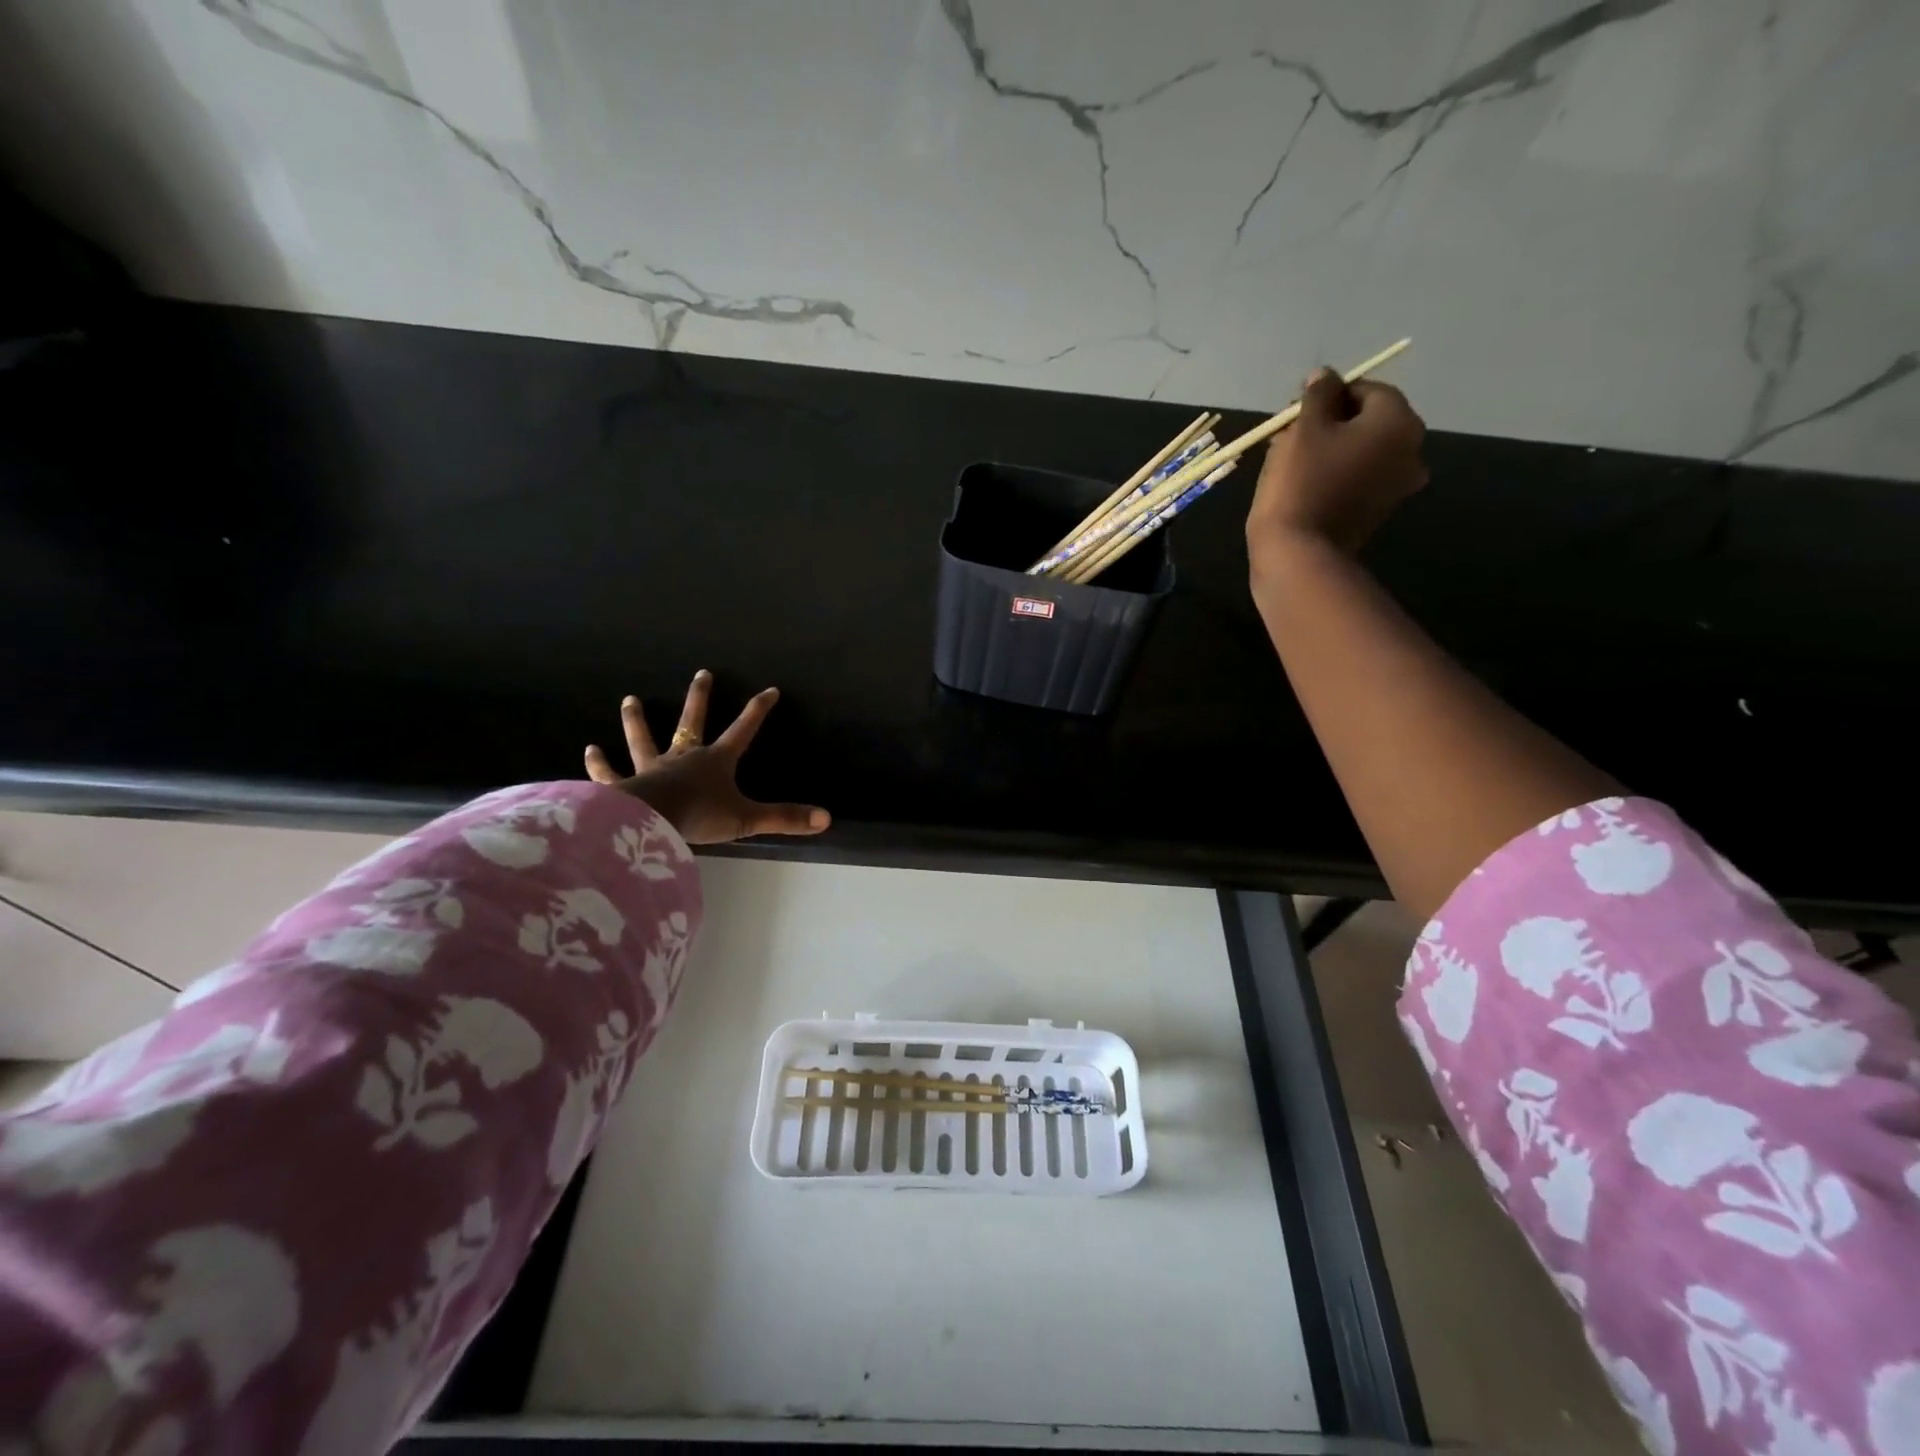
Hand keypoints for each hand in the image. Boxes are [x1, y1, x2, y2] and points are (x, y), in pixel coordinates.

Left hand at [584, 671, 830, 843]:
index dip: (758, 710)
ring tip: (629, 700)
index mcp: (715, 761)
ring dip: (637, 720)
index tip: (770, 689)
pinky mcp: (623, 786)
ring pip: (644, 739)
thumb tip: (826, 819)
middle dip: (699, 698)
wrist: (649, 822)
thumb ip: (784, 818)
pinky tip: (589, 751)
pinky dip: (599, 764)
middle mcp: (683, 757)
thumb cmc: (699, 816)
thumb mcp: (747, 819)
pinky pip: (610, 773)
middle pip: (692, 722)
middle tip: (702, 673)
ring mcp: (650, 769)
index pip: (743, 730)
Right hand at [1247, 367, 1427, 569]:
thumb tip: (1324, 375)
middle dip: (1330, 423)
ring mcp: (1397, 487)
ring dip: (1331, 450)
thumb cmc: (1300, 482)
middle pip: (1369, 422)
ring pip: (1363, 452)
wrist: (1297, 553)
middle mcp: (1410, 451)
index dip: (1329, 395)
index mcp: (1399, 422)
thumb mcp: (1304, 428)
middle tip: (1291, 435)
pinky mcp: (1377, 513)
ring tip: (1290, 461)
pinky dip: (1337, 475)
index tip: (1296, 410)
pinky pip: (1359, 480)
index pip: (1367, 390)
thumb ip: (1317, 395)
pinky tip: (1304, 484)